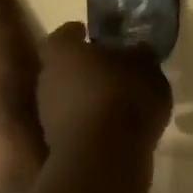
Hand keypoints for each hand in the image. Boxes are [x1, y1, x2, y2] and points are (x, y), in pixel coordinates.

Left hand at [37, 22, 172, 149]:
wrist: (105, 159)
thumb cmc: (124, 98)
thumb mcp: (146, 68)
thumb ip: (139, 56)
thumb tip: (137, 50)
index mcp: (63, 51)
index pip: (64, 35)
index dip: (78, 34)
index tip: (91, 35)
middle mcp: (47, 78)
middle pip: (62, 66)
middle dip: (82, 67)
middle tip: (107, 68)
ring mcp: (46, 114)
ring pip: (65, 97)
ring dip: (84, 97)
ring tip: (113, 100)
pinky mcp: (55, 144)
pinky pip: (74, 123)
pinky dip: (88, 121)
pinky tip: (111, 126)